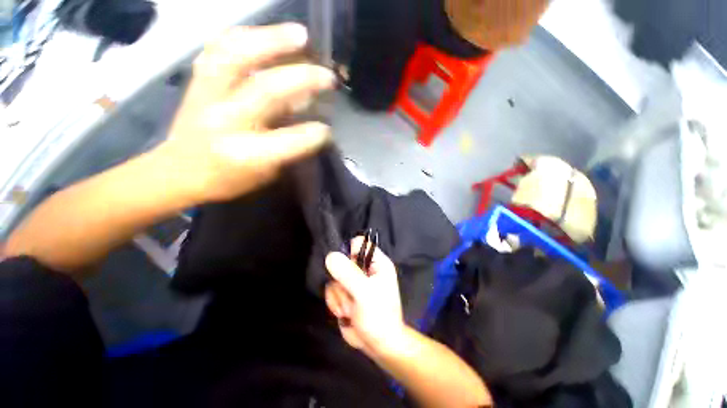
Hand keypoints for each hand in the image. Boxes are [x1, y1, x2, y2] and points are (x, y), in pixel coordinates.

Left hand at [158, 23, 335, 202]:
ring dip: (272, 41)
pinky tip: (263, 33)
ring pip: (238, 56)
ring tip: (300, 34)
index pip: (290, 140)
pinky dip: (244, 35)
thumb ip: (289, 149)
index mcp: (247, 154)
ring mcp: (207, 95)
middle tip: (327, 75)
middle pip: (267, 89)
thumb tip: (311, 122)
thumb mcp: (265, 175)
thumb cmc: (228, 179)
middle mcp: (226, 121)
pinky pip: (219, 48)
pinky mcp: (197, 81)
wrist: (178, 171)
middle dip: (304, 79)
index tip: (328, 129)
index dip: (315, 134)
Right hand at [324, 237, 405, 356]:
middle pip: (343, 261)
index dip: (349, 251)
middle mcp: (365, 269)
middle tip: (349, 293)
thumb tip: (331, 255)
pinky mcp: (345, 293)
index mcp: (377, 263)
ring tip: (350, 307)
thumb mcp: (365, 293)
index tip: (345, 267)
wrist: (378, 345)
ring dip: (339, 295)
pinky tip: (344, 313)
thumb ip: (348, 273)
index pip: (359, 244)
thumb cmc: (379, 316)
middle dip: (341, 280)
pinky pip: (332, 290)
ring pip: (335, 277)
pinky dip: (335, 302)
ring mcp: (354, 281)